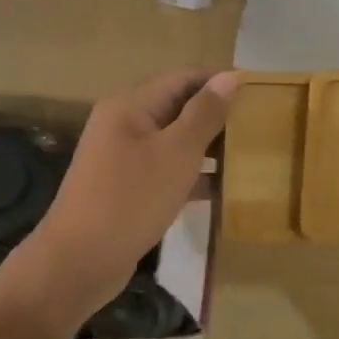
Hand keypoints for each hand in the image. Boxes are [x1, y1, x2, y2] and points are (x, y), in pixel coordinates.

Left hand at [0, 69, 238, 333]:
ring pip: (173, 141)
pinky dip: (192, 175)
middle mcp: (123, 124)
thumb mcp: (176, 153)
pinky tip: (222, 189)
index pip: (182, 78)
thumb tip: (229, 77)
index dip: (219, 81)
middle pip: (177, 107)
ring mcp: (122, 157)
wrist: (79, 262)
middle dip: (216, 114)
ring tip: (248, 155)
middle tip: (258, 126)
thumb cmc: (131, 200)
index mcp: (130, 106)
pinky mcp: (126, 187)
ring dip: (208, 146)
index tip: (259, 93)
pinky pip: (166, 169)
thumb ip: (205, 114)